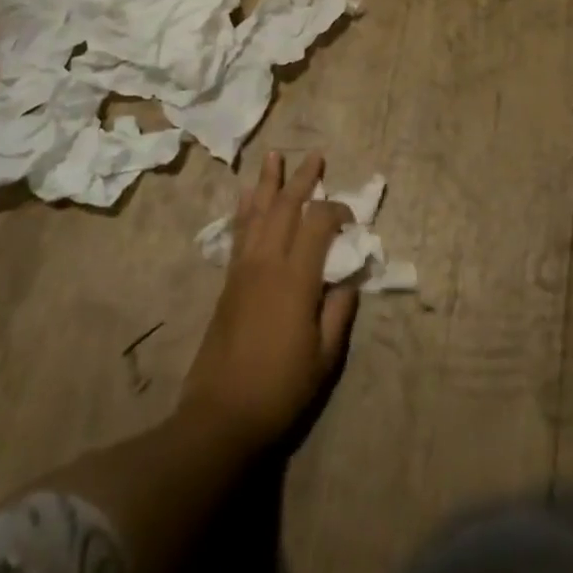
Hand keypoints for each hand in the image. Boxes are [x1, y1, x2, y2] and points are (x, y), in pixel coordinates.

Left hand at [180, 151, 357, 455]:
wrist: (221, 416)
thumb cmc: (281, 388)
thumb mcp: (325, 356)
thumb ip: (339, 310)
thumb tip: (348, 278)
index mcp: (296, 279)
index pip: (318, 224)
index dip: (337, 212)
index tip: (352, 221)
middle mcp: (267, 264)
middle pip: (285, 207)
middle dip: (302, 179)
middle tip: (314, 156)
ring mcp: (243, 270)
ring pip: (257, 213)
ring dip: (268, 183)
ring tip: (273, 157)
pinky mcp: (228, 282)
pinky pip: (238, 233)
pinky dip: (245, 209)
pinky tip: (247, 197)